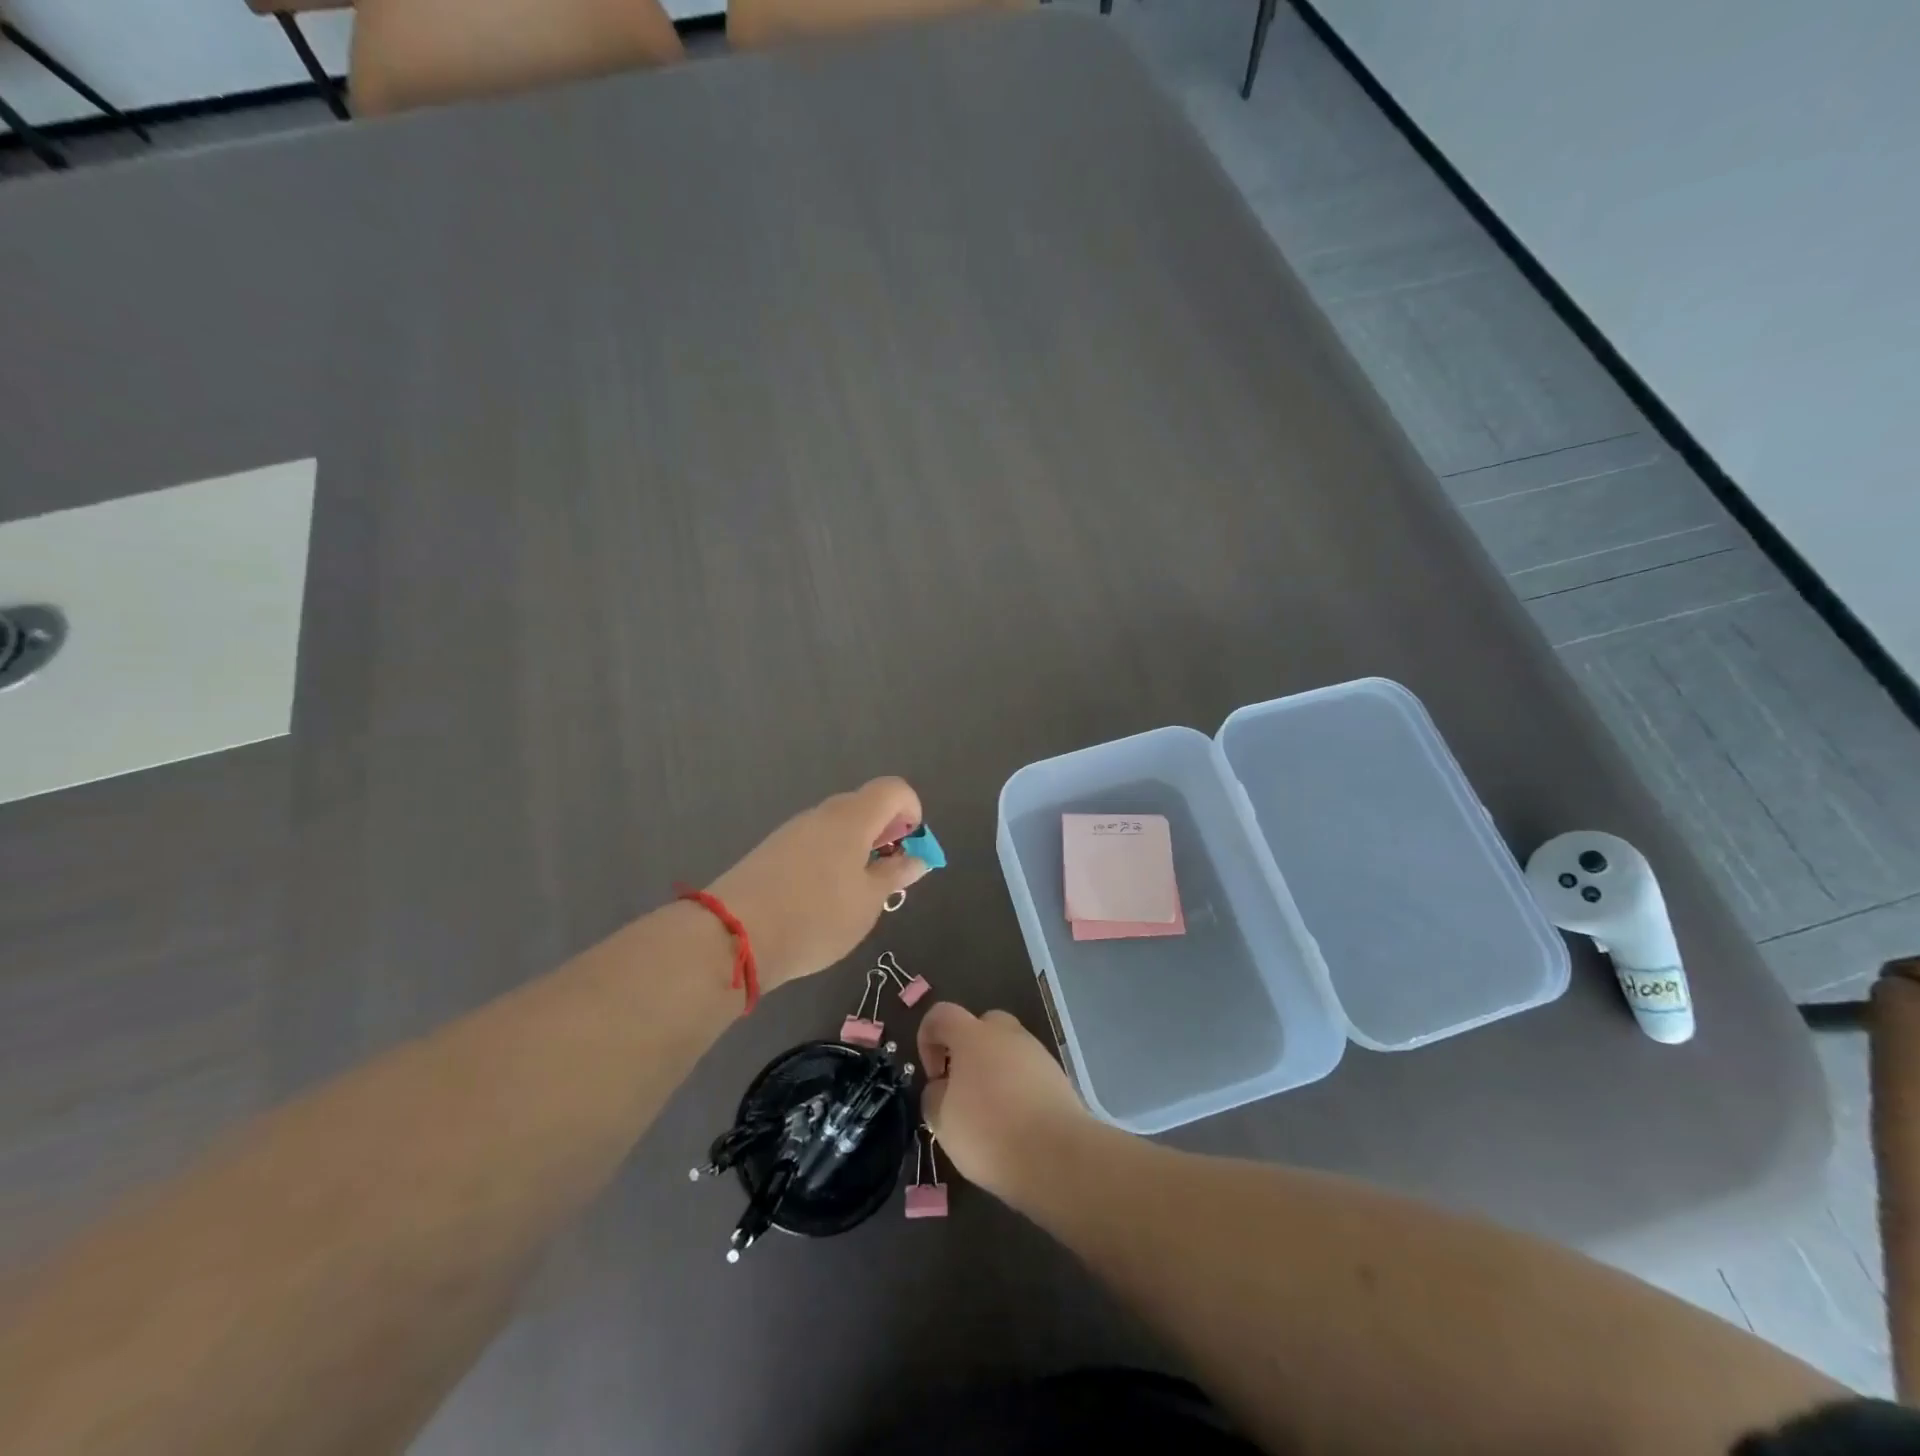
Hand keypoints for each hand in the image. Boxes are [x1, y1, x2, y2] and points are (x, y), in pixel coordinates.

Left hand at [709, 777, 928, 990]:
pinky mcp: (772, 851)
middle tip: (887, 878)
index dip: (912, 813)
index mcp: (852, 818)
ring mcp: (793, 831)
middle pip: (865, 806)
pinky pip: (814, 844)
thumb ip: (895, 874)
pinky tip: (821, 900)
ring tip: (854, 896)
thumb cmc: (816, 917)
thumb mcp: (868, 902)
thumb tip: (918, 857)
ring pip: (838, 828)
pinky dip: (830, 861)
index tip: (909, 852)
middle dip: (885, 835)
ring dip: (857, 850)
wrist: (733, 936)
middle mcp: (822, 814)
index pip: (894, 789)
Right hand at [916, 1002, 1093, 1200]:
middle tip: (962, 1089)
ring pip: (1007, 1049)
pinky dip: (1017, 1088)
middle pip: (980, 1026)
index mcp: (972, 1035)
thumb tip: (942, 1087)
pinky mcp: (1057, 1075)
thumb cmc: (989, 1132)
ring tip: (990, 1113)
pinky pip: (1028, 1071)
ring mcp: (1036, 1051)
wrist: (1056, 1154)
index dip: (927, 1038)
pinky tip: (1015, 1122)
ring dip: (994, 1070)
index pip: (941, 1015)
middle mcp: (1006, 1033)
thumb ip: (934, 1096)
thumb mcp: (942, 1121)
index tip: (933, 1076)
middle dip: (967, 1051)